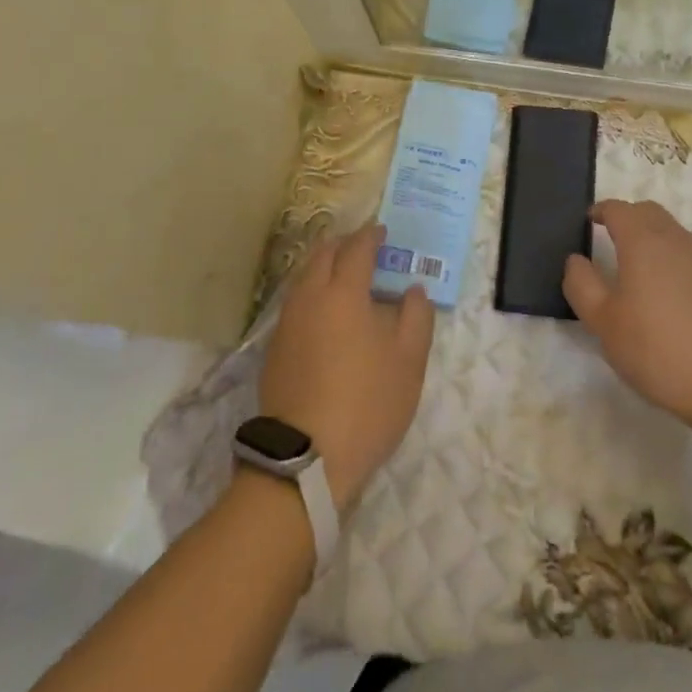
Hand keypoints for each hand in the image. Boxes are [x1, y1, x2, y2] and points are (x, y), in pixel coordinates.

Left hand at [260, 224, 434, 510]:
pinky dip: (312, 291)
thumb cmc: (366, 404)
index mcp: (344, 292)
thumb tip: (413, 289)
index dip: (371, 236)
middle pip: (323, 254)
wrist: (305, 460)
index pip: (357, 248)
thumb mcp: (409, 361)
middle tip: (364, 248)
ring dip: (324, 265)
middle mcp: (310, 296)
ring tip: (345, 276)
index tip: (383, 232)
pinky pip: (295, 300)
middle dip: (344, 244)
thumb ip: (416, 316)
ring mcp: (287, 322)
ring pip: (304, 276)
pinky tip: (325, 312)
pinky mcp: (275, 347)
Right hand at [562, 200, 691, 427]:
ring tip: (640, 270)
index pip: (618, 209)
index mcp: (643, 242)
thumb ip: (582, 284)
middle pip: (649, 212)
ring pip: (674, 234)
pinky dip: (676, 264)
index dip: (600, 211)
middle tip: (611, 239)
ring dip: (654, 239)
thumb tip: (576, 260)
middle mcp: (676, 241)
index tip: (589, 221)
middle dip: (628, 218)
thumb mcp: (603, 323)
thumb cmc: (658, 349)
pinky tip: (673, 299)